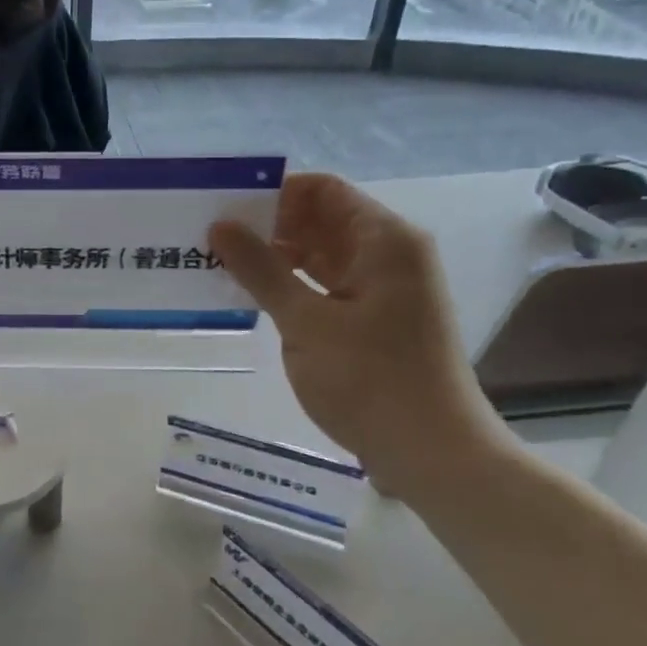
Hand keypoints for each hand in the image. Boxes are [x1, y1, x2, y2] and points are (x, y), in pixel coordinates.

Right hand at [209, 174, 493, 494]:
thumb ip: (260, 269)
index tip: (226, 209)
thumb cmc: (370, 380)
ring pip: (321, 252)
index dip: (273, 193)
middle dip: (268, 225)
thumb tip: (220, 226)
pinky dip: (292, 284)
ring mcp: (385, 286)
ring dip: (276, 256)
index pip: (322, 190)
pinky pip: (327, 282)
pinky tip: (252, 295)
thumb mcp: (305, 322)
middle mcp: (389, 253)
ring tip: (222, 264)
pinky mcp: (376, 316)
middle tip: (212, 238)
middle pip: (321, 218)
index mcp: (384, 239)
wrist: (434, 455)